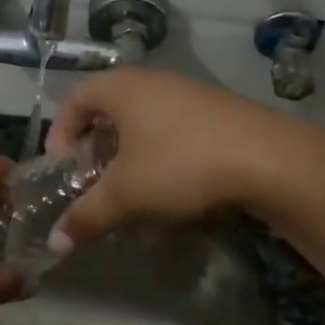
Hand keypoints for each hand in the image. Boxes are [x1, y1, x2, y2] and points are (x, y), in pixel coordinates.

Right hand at [44, 66, 322, 248]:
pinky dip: (157, 153)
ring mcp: (185, 92)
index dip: (58, 137)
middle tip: (92, 183)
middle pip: (104, 111)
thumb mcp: (125, 194)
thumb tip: (54, 244)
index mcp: (119, 87)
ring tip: (130, 189)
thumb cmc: (181, 164)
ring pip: (139, 121)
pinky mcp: (213, 110)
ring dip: (126, 155)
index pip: (70, 103)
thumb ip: (85, 216)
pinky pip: (169, 127)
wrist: (270, 159)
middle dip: (92, 150)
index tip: (63, 172)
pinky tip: (170, 185)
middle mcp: (149, 80)